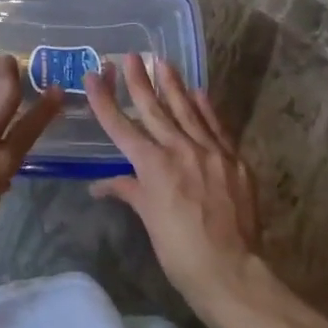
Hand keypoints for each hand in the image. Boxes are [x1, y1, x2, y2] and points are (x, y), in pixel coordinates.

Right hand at [85, 54, 262, 314]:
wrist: (231, 271)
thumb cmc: (180, 251)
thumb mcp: (148, 220)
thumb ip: (129, 192)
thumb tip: (100, 184)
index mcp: (153, 166)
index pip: (121, 126)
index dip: (105, 100)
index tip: (94, 75)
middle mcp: (179, 150)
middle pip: (154, 109)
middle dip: (139, 81)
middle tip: (131, 56)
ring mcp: (210, 152)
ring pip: (187, 110)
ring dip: (173, 85)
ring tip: (162, 62)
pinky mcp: (233, 160)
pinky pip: (216, 126)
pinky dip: (206, 108)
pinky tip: (199, 92)